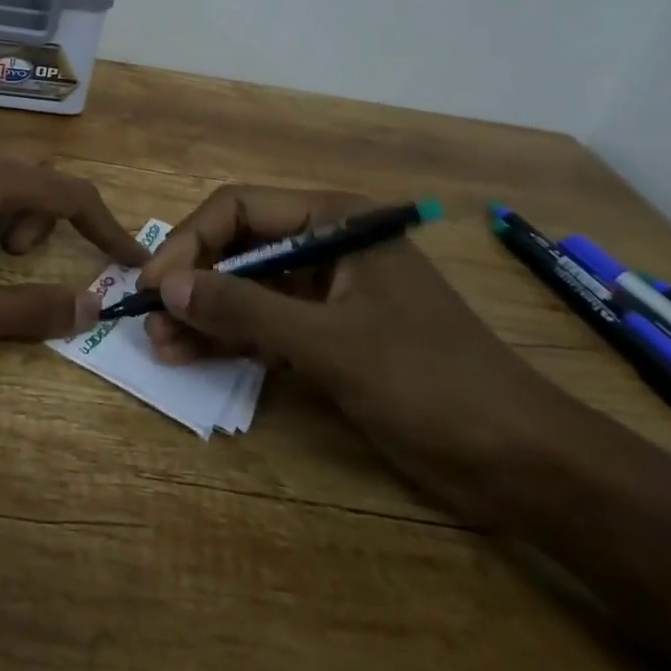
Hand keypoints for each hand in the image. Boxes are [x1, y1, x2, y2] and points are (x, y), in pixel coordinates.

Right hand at [138, 186, 572, 519]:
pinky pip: (267, 325)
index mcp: (333, 220)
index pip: (239, 209)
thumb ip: (245, 310)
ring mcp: (328, 291)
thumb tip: (165, 287)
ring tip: (159, 345)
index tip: (151, 284)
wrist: (523, 462)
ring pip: (248, 289)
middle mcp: (325, 244)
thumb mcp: (330, 343)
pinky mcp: (330, 333)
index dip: (189, 242)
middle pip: (239, 246)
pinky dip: (233, 340)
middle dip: (192, 281)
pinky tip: (192, 356)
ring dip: (205, 314)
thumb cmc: (430, 382)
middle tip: (146, 318)